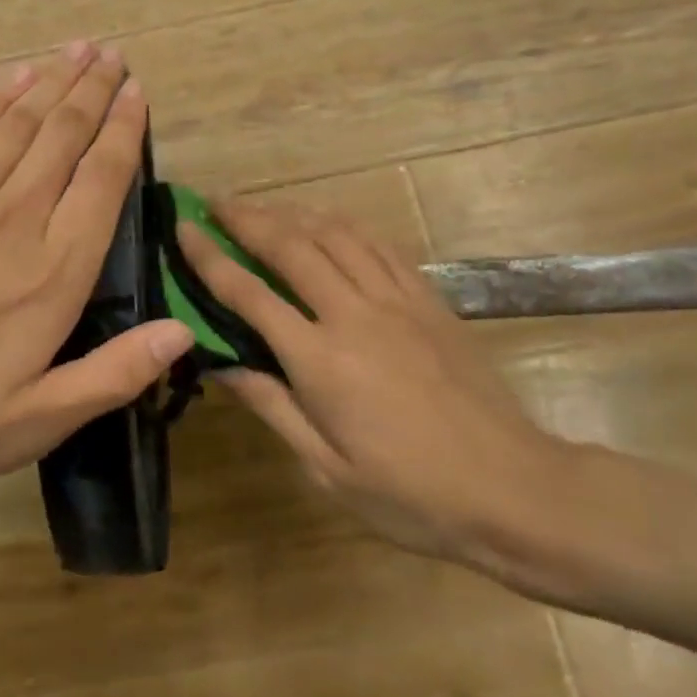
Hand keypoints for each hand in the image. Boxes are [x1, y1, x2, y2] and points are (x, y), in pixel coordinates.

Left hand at [0, 43, 194, 498]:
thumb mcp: (36, 420)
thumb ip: (115, 373)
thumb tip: (184, 332)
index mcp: (54, 273)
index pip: (103, 183)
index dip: (125, 133)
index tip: (139, 95)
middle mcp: (15, 219)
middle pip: (64, 138)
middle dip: (95, 91)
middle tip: (116, 55)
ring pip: (20, 124)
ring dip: (54, 81)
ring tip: (80, 48)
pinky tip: (14, 77)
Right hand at [178, 200, 571, 577]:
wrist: (514, 489)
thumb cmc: (410, 493)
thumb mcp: (326, 467)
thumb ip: (270, 405)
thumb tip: (218, 362)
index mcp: (321, 360)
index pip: (248, 293)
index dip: (208, 257)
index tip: (182, 228)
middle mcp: (354, 315)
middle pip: (290, 246)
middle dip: (246, 217)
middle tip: (215, 203)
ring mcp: (397, 301)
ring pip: (335, 234)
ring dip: (292, 212)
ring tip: (264, 208)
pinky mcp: (429, 299)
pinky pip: (378, 246)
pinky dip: (344, 226)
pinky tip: (328, 224)